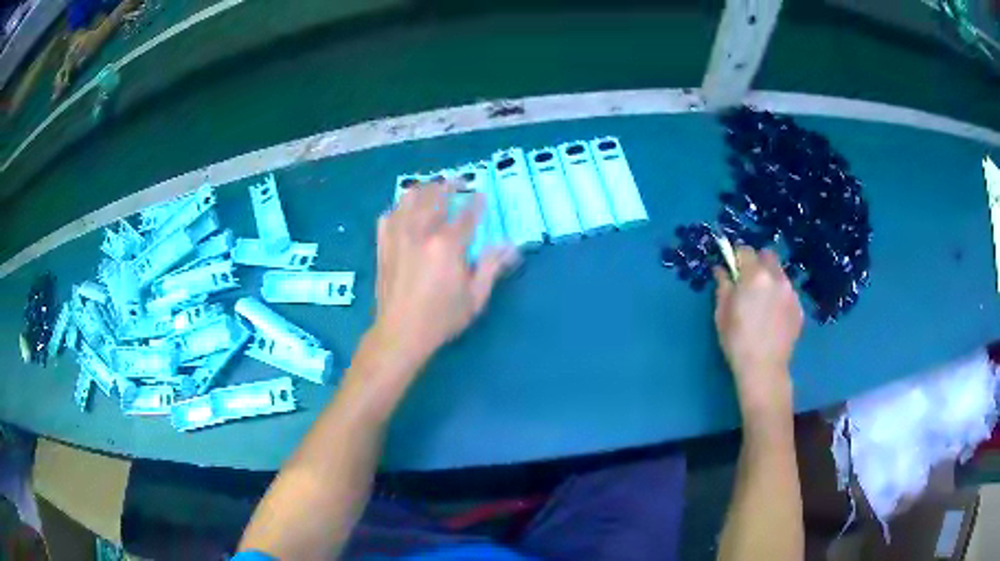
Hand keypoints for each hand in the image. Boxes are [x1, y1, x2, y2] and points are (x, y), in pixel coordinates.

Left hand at [373, 180, 519, 369]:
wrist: (400, 333)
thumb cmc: (442, 318)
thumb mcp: (475, 297)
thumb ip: (491, 267)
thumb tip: (510, 247)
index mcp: (447, 244)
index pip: (466, 214)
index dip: (476, 203)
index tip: (481, 195)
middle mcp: (421, 232)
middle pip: (435, 197)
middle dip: (449, 185)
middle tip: (458, 180)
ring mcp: (398, 236)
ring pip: (409, 199)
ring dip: (423, 190)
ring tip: (431, 188)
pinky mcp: (383, 245)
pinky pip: (389, 216)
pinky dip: (398, 209)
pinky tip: (404, 211)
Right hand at [713, 247, 802, 418]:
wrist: (764, 369)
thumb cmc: (737, 341)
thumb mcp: (722, 313)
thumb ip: (723, 286)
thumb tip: (721, 269)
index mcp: (754, 276)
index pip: (745, 250)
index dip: (737, 256)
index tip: (732, 267)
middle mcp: (776, 277)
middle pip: (767, 255)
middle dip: (757, 262)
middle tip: (749, 281)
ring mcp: (791, 292)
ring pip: (780, 273)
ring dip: (770, 279)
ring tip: (763, 301)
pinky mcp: (799, 308)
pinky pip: (788, 292)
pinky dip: (780, 296)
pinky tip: (773, 316)